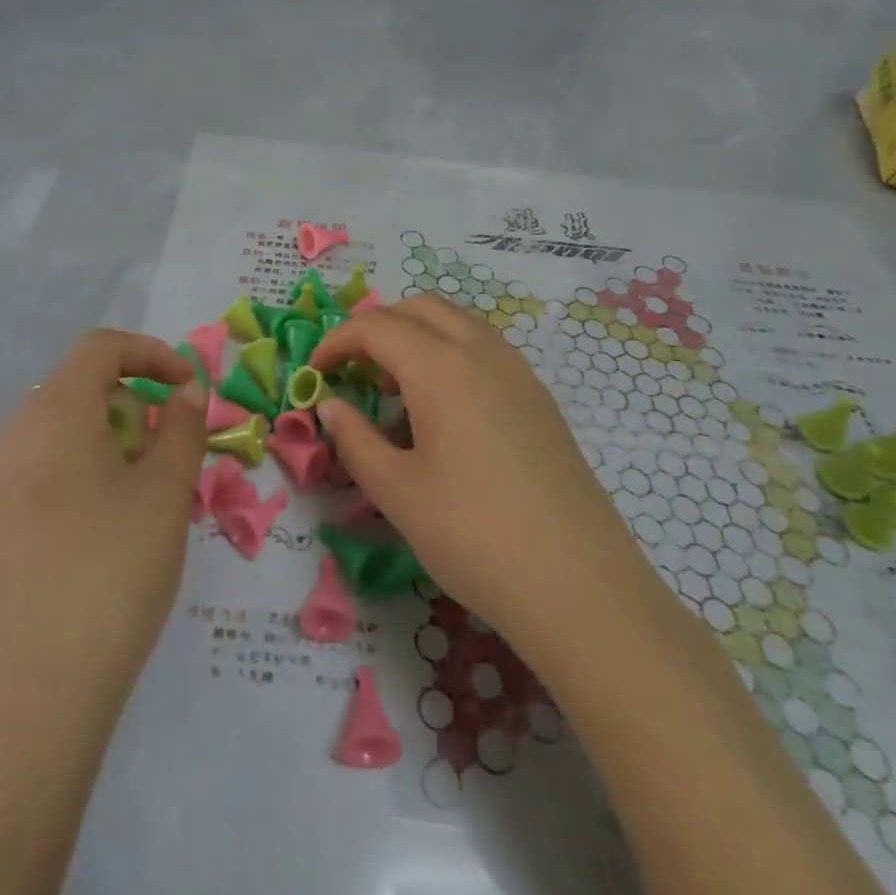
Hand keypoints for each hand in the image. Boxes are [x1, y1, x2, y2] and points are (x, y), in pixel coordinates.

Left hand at [0, 330, 207, 709]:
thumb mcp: (165, 493)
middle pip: (80, 390)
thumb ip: (182, 427)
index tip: (190, 389)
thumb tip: (185, 391)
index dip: (152, 354)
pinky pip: (41, 473)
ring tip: (144, 500)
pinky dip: (81, 476)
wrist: (28, 702)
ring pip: (61, 434)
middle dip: (135, 408)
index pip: (101, 347)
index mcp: (51, 413)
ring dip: (111, 445)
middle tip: (171, 458)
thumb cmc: (110, 574)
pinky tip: (103, 535)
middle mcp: (10, 436)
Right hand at [311, 296, 650, 662]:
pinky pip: (484, 348)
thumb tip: (332, 405)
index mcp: (441, 367)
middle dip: (377, 328)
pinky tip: (444, 411)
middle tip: (354, 373)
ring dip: (416, 336)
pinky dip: (450, 353)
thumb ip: (355, 439)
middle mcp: (482, 351)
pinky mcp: (539, 397)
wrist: (580, 586)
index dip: (336, 342)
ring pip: (457, 322)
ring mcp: (518, 371)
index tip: (315, 374)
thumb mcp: (397, 492)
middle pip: (419, 308)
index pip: (376, 326)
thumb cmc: (474, 537)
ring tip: (396, 390)